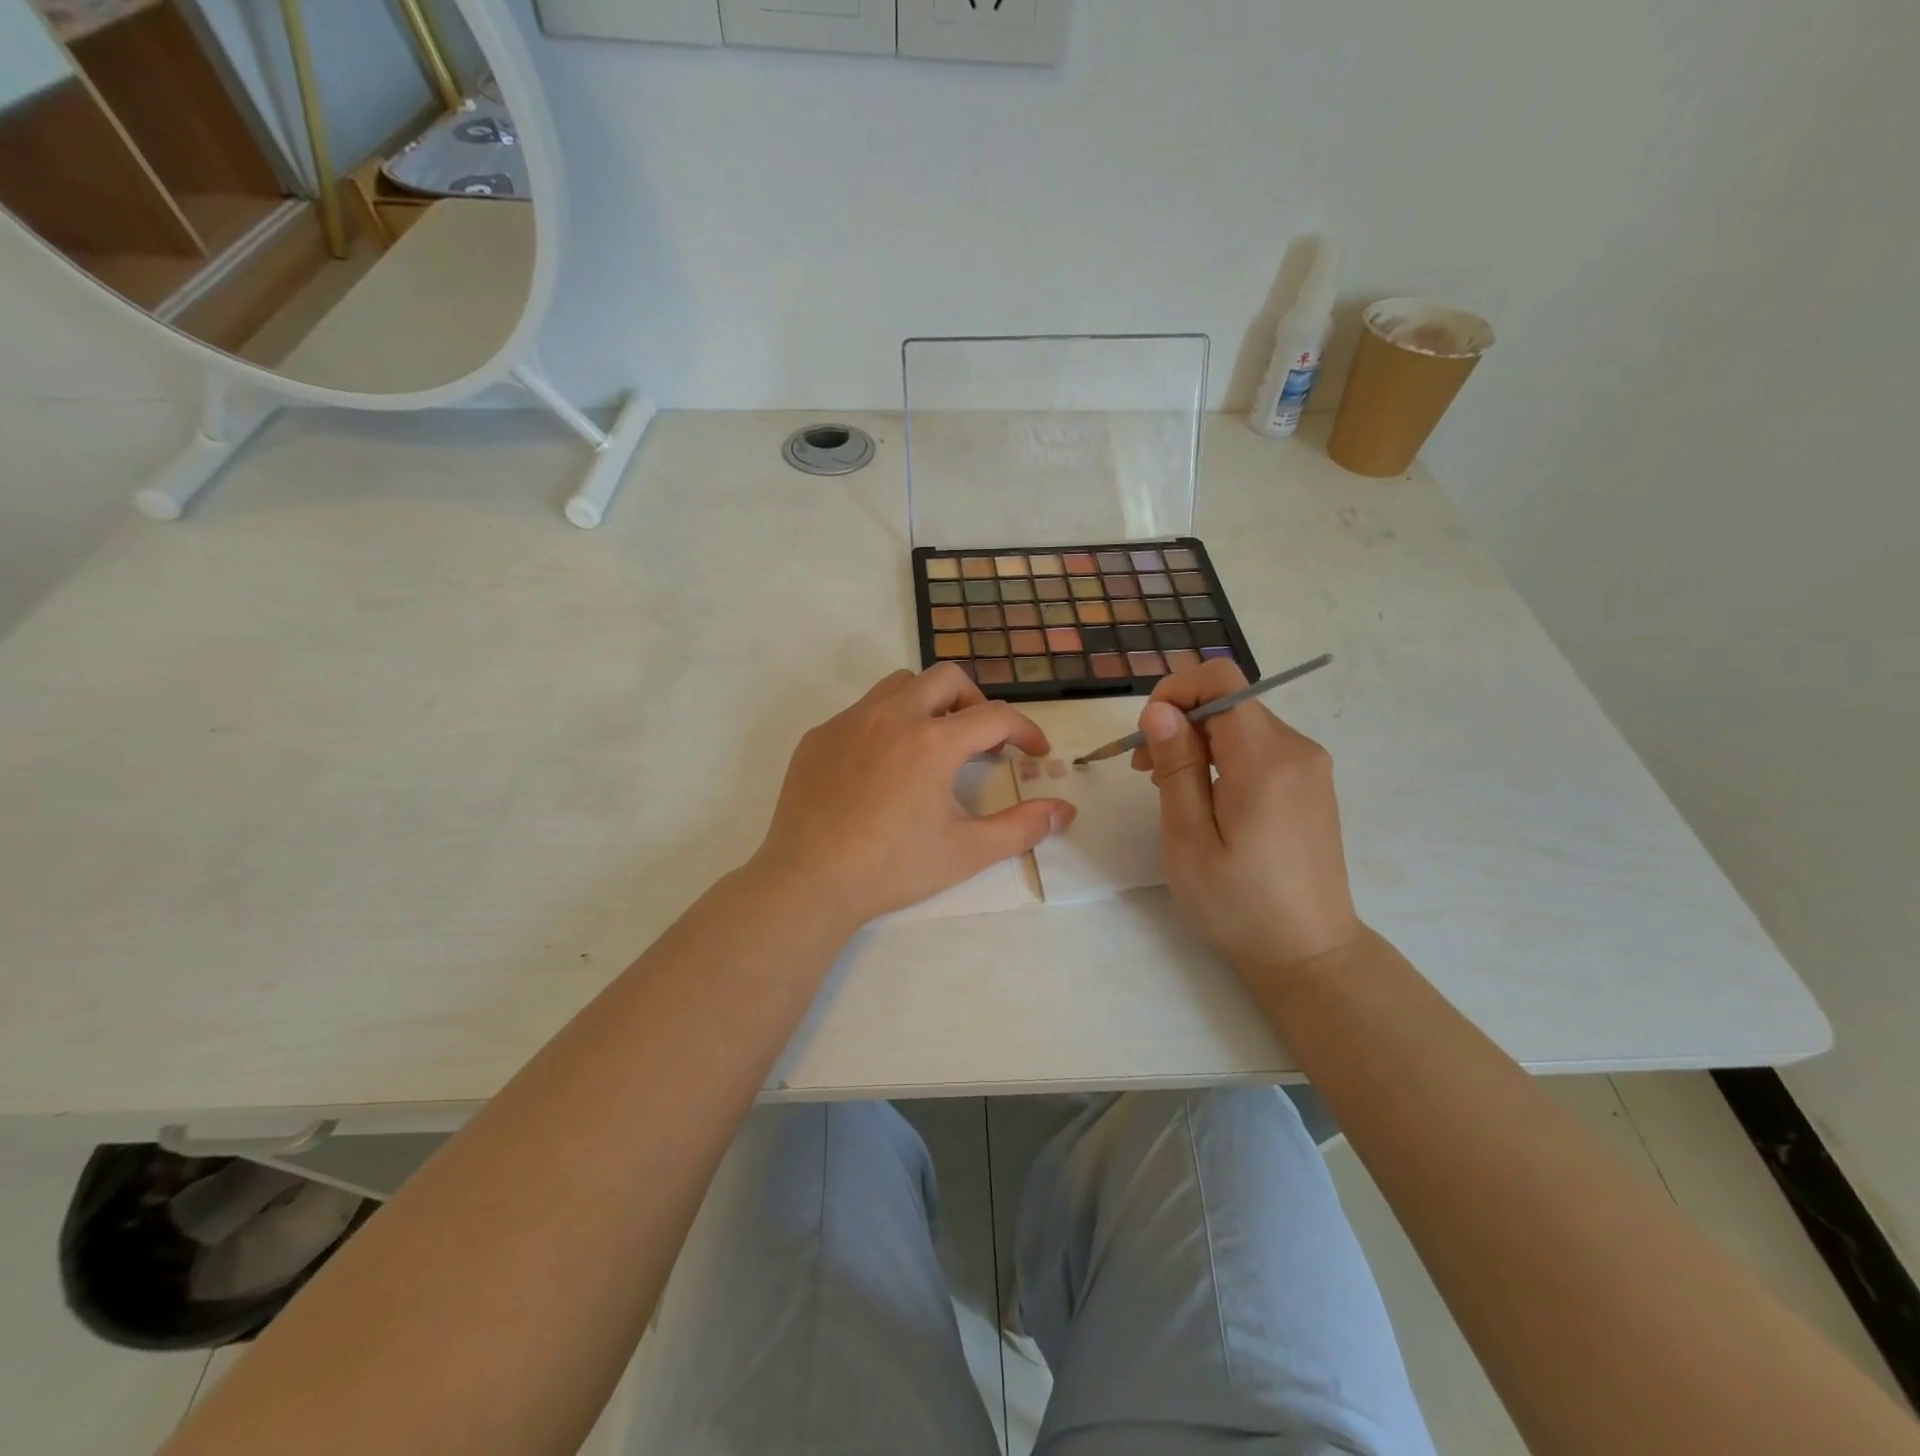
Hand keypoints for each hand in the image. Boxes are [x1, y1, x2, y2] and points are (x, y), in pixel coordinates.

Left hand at [753, 666, 1075, 929]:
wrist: (809, 881)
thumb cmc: (893, 867)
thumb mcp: (967, 852)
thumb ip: (1022, 827)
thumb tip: (1065, 810)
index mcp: (933, 741)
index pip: (995, 715)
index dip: (1025, 730)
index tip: (1035, 752)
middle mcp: (892, 716)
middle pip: (947, 677)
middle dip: (975, 701)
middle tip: (981, 740)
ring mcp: (849, 721)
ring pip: (900, 684)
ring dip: (928, 702)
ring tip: (933, 743)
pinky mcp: (819, 736)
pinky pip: (862, 710)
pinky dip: (886, 723)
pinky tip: (882, 766)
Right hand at [1131, 660, 1364, 977]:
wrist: (1309, 952)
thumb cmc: (1238, 904)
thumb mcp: (1189, 840)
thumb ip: (1176, 768)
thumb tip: (1159, 710)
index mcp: (1265, 760)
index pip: (1221, 681)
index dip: (1176, 690)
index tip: (1147, 733)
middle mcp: (1297, 749)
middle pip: (1229, 702)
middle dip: (1180, 722)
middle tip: (1146, 773)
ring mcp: (1310, 766)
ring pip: (1242, 724)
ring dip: (1199, 741)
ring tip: (1171, 790)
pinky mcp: (1311, 783)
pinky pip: (1260, 747)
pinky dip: (1224, 757)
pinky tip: (1208, 798)